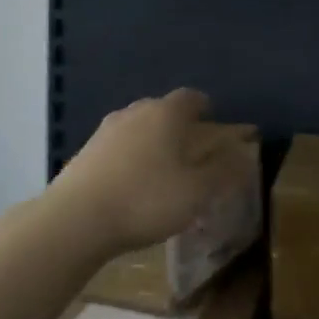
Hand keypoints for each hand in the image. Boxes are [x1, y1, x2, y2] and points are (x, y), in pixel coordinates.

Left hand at [47, 89, 242, 254]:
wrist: (75, 220)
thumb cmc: (146, 200)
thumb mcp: (198, 192)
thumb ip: (223, 171)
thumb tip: (243, 154)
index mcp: (166, 113)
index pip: (192, 97)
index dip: (206, 108)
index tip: (214, 122)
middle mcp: (135, 112)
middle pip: (163, 110)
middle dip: (179, 126)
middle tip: (192, 150)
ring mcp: (105, 131)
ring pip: (138, 128)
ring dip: (152, 143)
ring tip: (162, 170)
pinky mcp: (85, 153)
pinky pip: (118, 148)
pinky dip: (130, 159)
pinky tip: (132, 185)